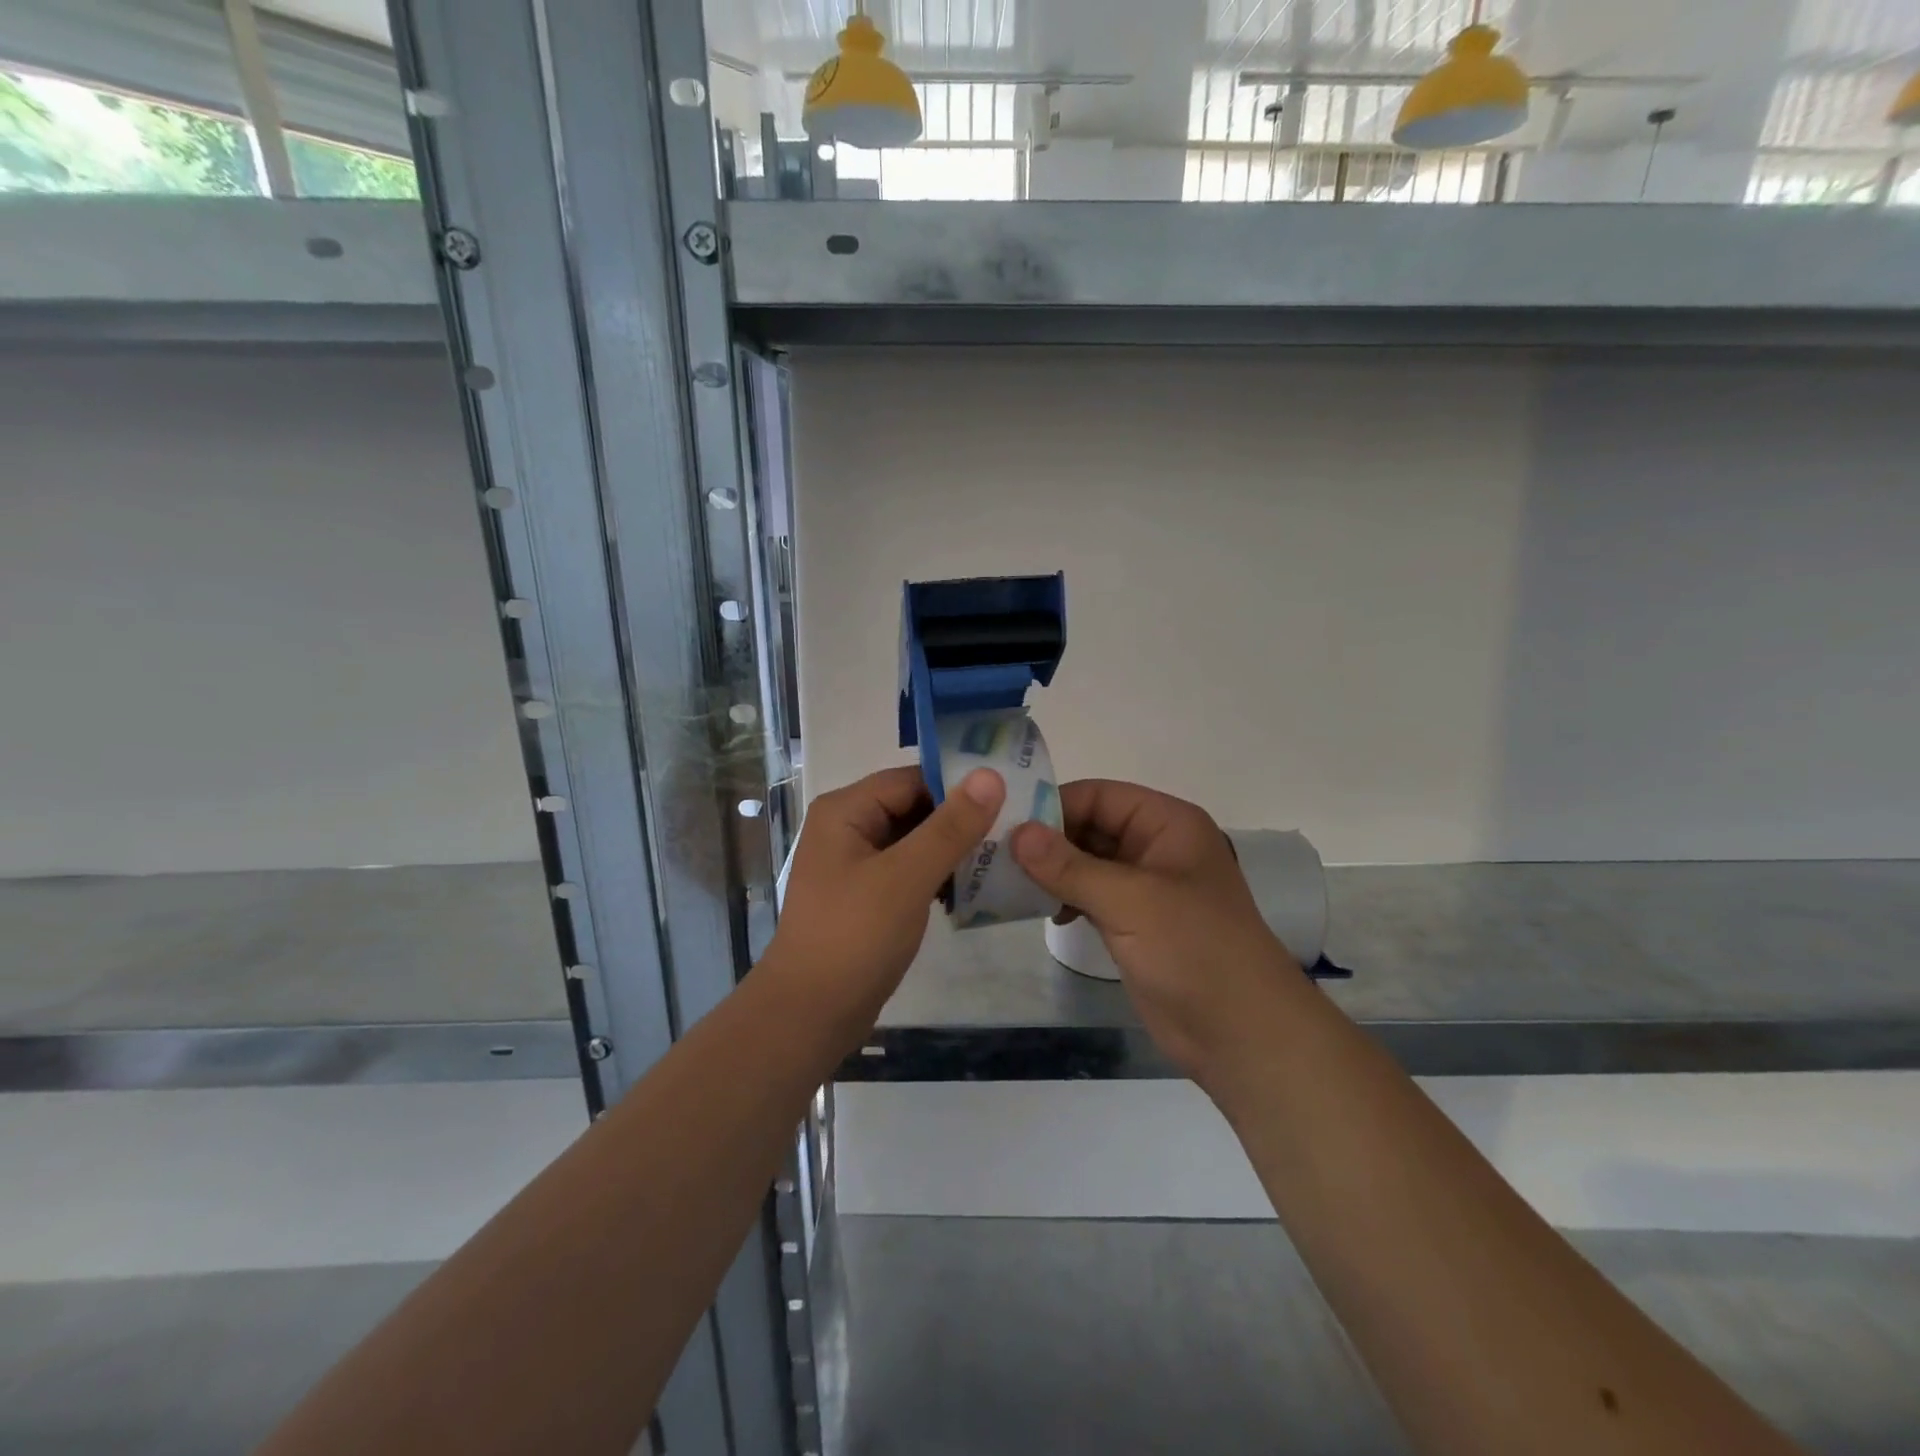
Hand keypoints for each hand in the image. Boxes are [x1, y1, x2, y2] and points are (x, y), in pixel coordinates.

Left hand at [765, 764, 1005, 1035]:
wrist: (811, 1014)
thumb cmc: (855, 936)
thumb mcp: (907, 876)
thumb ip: (950, 826)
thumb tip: (990, 775)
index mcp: (846, 810)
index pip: (911, 778)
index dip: (957, 785)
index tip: (1009, 796)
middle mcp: (847, 828)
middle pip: (913, 807)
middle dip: (959, 819)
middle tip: (1013, 829)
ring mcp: (856, 863)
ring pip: (914, 840)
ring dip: (952, 849)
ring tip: (1002, 857)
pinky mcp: (867, 895)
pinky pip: (908, 870)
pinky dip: (937, 874)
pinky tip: (971, 889)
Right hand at [1011, 780, 1303, 1082]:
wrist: (1242, 1035)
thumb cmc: (1194, 951)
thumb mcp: (1130, 902)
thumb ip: (1070, 866)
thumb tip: (1017, 832)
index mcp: (1167, 824)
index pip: (1099, 795)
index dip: (1054, 805)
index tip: (1005, 824)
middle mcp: (1155, 847)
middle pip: (1089, 826)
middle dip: (1046, 840)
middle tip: (993, 854)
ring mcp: (1144, 887)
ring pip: (1085, 863)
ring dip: (1050, 871)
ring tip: (1005, 882)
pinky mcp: (1133, 923)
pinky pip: (1089, 895)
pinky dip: (1063, 897)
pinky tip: (1039, 909)